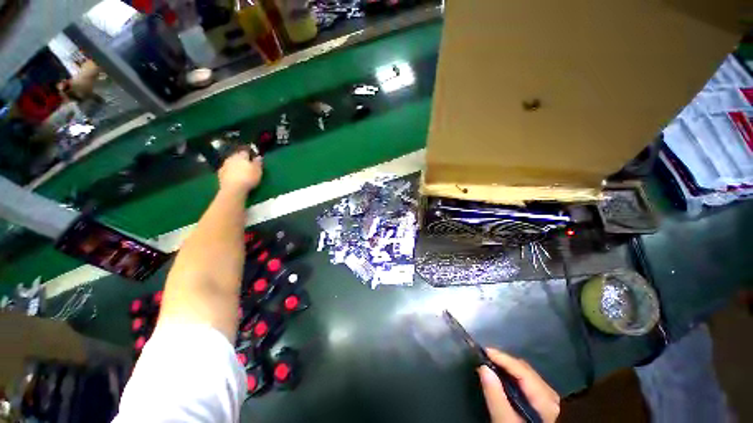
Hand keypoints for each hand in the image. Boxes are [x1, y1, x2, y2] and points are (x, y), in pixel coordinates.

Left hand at [218, 151, 262, 192]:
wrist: (233, 188)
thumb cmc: (248, 178)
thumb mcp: (258, 171)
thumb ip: (258, 163)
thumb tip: (258, 157)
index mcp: (241, 156)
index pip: (245, 152)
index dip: (250, 155)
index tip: (253, 159)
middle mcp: (231, 158)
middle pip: (237, 156)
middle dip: (241, 160)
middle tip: (247, 166)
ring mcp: (224, 165)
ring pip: (231, 163)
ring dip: (235, 165)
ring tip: (240, 171)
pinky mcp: (220, 173)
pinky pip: (226, 170)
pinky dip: (230, 172)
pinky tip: (233, 176)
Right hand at [478, 348, 559, 422]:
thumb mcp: (505, 421)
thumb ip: (495, 396)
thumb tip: (483, 367)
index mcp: (544, 398)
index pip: (521, 369)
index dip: (501, 357)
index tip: (483, 351)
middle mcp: (549, 394)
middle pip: (524, 369)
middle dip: (503, 361)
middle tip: (484, 357)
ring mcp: (548, 398)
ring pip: (525, 373)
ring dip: (507, 367)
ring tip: (490, 364)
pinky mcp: (543, 403)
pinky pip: (526, 381)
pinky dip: (512, 376)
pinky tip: (502, 377)